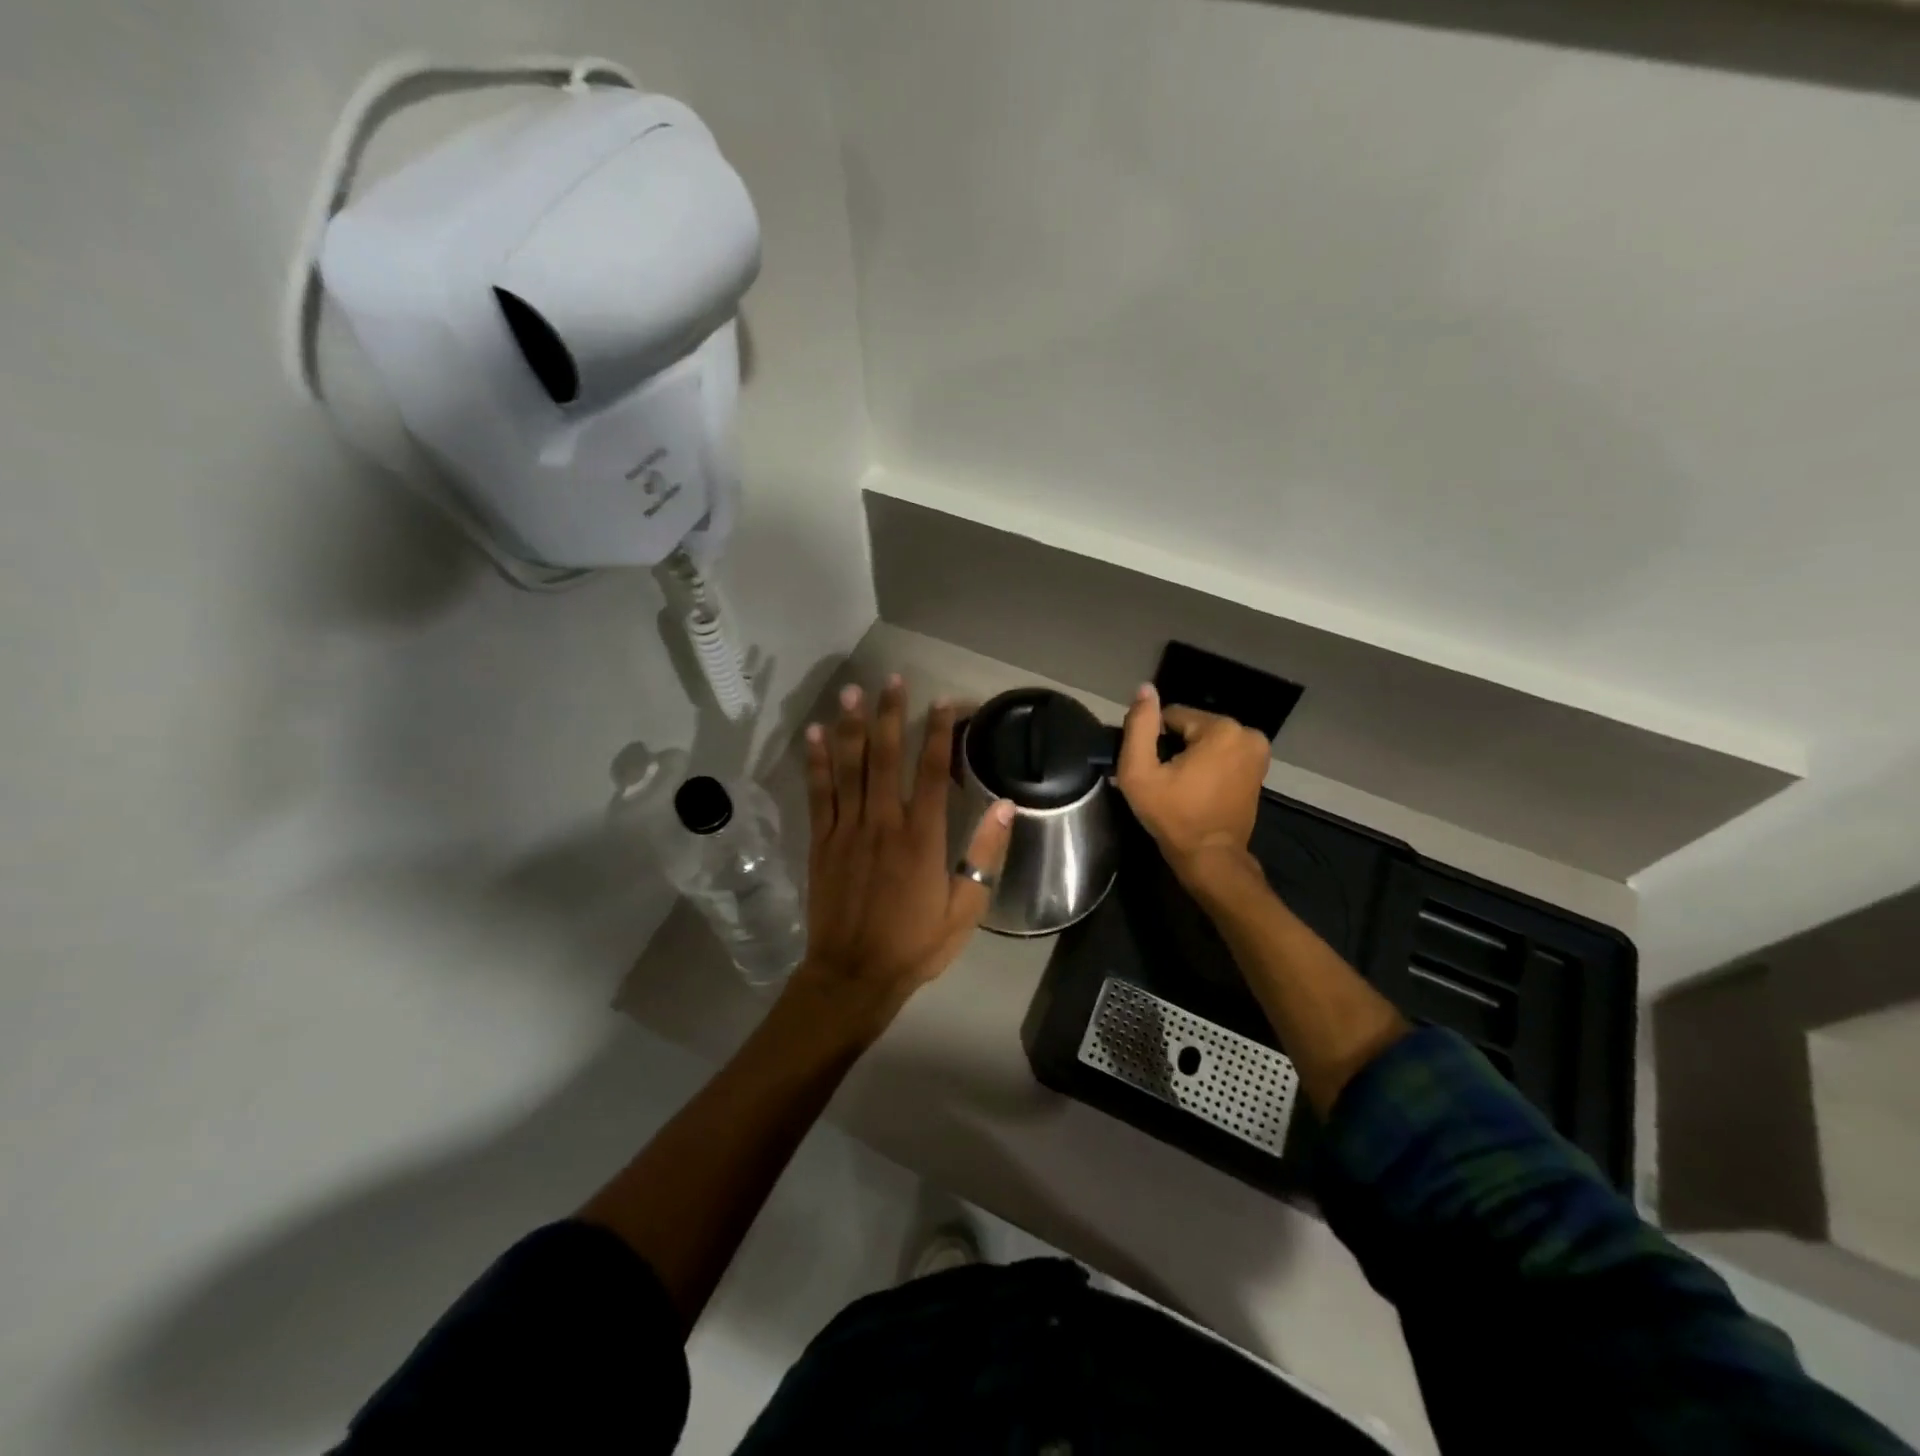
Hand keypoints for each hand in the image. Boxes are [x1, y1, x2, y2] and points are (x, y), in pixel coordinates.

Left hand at [794, 675, 1014, 1033]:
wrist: (853, 975)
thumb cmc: (915, 945)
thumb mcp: (965, 909)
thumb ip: (984, 854)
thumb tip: (1006, 806)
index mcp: (922, 838)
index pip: (931, 771)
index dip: (938, 732)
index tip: (943, 701)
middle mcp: (882, 823)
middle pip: (886, 757)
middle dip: (890, 714)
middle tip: (892, 679)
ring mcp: (847, 829)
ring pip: (849, 767)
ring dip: (851, 726)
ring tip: (852, 691)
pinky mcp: (821, 841)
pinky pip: (818, 793)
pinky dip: (817, 762)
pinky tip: (814, 734)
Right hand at [1115, 683, 1270, 889]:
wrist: (1211, 856)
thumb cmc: (1173, 815)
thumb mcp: (1140, 772)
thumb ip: (1139, 726)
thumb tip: (1145, 689)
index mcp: (1221, 729)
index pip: (1171, 715)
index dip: (1154, 741)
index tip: (1152, 769)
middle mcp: (1247, 732)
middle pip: (1191, 726)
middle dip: (1174, 747)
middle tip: (1164, 780)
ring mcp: (1258, 750)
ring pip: (1206, 739)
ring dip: (1190, 756)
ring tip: (1179, 785)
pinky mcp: (1259, 766)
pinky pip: (1222, 752)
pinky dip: (1207, 763)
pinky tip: (1196, 787)